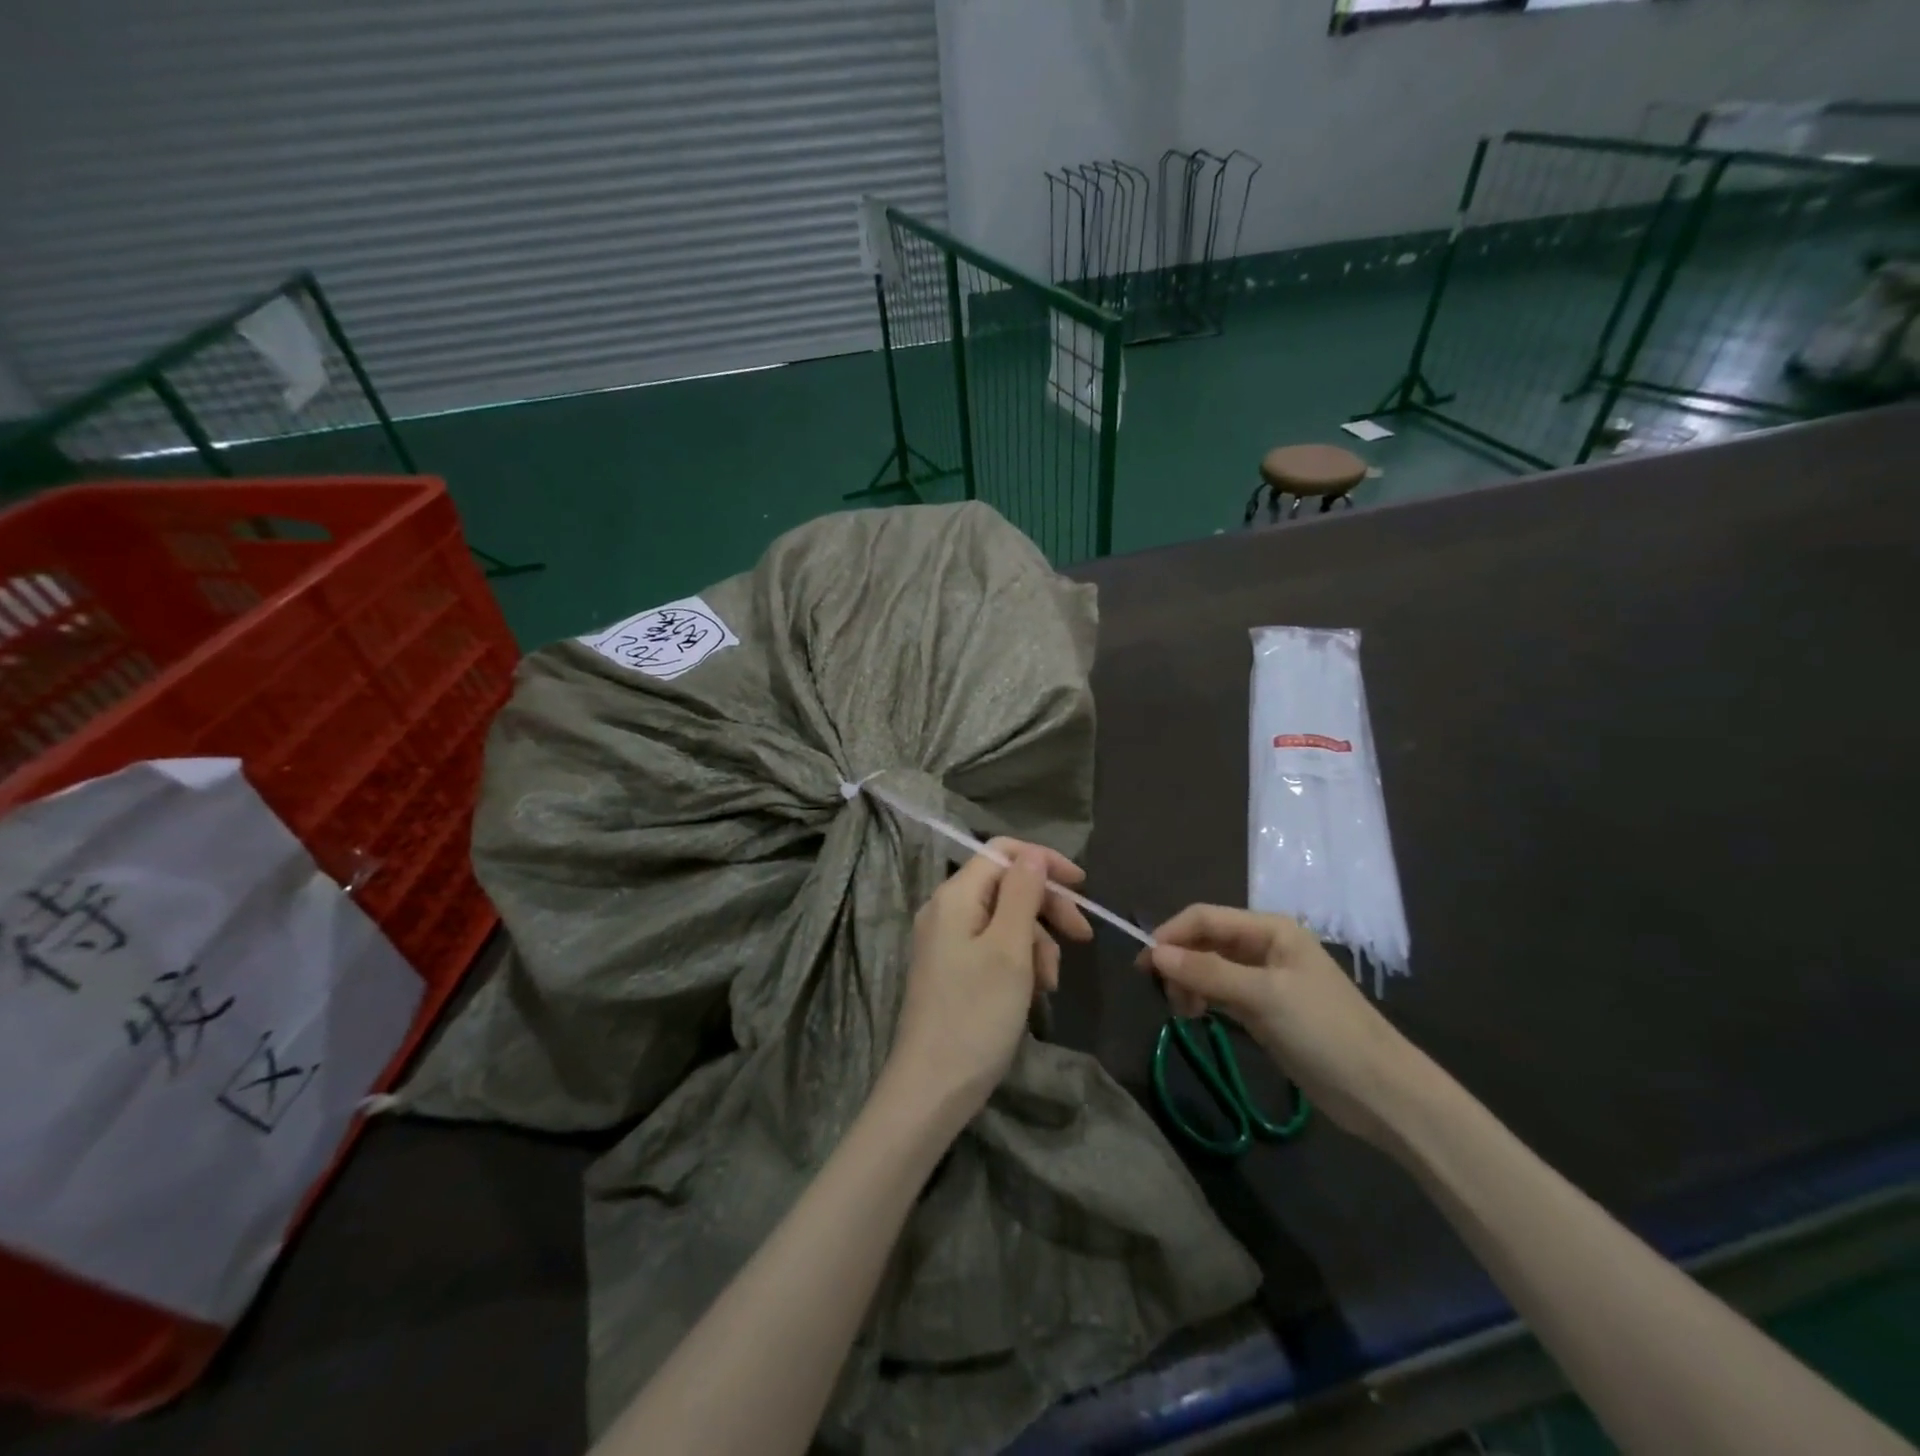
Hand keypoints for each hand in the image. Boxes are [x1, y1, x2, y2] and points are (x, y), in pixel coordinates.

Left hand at [887, 840, 1093, 1119]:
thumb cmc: (976, 1015)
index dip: (1043, 862)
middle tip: (1082, 938)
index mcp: (955, 896)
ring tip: (1052, 982)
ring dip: (1037, 942)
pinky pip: (994, 947)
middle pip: (1006, 886)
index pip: (1002, 852)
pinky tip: (1035, 992)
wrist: (932, 1088)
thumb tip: (1032, 853)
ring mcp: (946, 941)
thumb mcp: (1010, 950)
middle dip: (1047, 908)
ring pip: (1005, 920)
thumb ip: (1022, 894)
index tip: (1082, 887)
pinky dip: (1020, 962)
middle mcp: (946, 910)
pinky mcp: (952, 969)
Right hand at [1144, 906, 1423, 1144]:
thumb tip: (1154, 954)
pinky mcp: (1264, 1009)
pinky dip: (1204, 1000)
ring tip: (1184, 1013)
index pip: (1205, 917)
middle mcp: (1264, 946)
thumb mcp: (1263, 997)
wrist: (1381, 1092)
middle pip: (1205, 941)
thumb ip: (1207, 972)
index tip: (1144, 966)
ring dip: (1189, 984)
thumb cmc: (1324, 1032)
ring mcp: (1264, 979)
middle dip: (1179, 962)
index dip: (1171, 935)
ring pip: (1209, 968)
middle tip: (1165, 997)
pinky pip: (1221, 993)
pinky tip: (1197, 1017)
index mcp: (1270, 929)